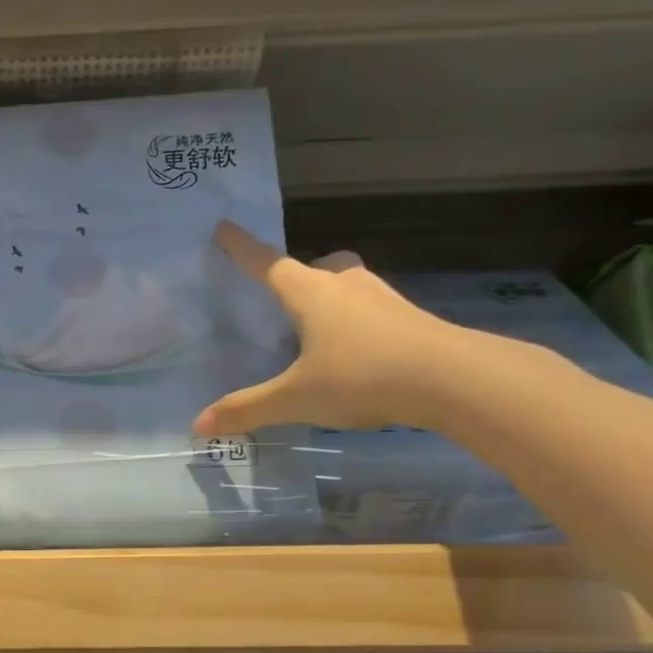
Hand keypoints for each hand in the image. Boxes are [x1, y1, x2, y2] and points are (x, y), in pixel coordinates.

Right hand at [193, 221, 471, 432]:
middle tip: (286, 301)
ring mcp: (384, 300)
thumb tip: (198, 425)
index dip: (242, 248)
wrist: (454, 380)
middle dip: (300, 277)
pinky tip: (356, 356)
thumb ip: (247, 409)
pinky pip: (373, 312)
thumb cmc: (361, 376)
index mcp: (311, 294)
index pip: (267, 264)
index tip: (223, 227)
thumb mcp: (295, 398)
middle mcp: (347, 286)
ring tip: (318, 334)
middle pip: (319, 267)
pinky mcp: (411, 321)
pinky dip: (358, 325)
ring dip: (333, 300)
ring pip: (350, 287)